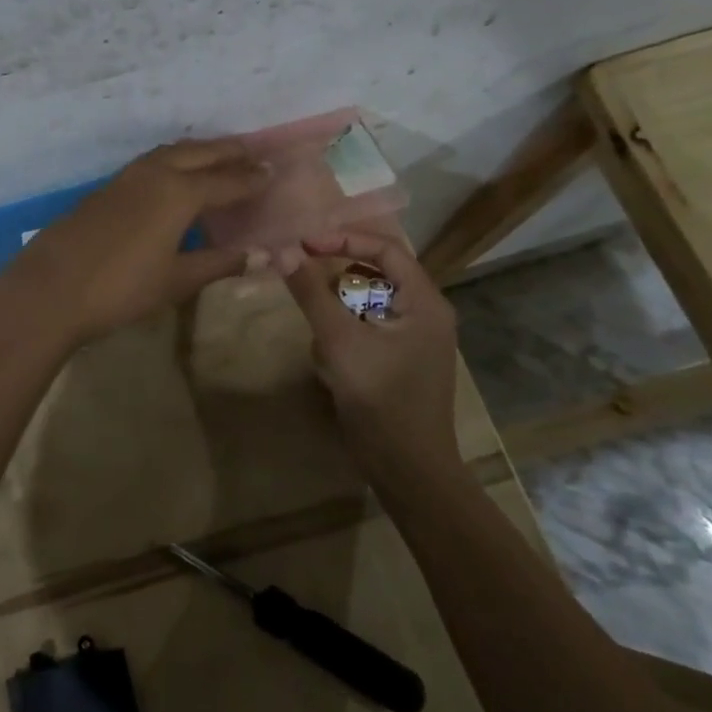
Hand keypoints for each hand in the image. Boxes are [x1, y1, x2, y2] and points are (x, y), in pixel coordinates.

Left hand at [3, 139, 269, 345]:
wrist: (51, 287)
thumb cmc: (122, 288)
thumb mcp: (177, 279)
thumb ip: (220, 263)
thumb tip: (265, 257)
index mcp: (180, 192)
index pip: (226, 180)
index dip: (252, 178)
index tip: (273, 171)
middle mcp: (156, 173)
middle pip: (201, 153)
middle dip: (229, 152)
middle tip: (253, 153)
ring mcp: (128, 177)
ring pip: (173, 151)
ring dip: (200, 150)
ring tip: (219, 157)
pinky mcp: (108, 186)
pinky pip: (152, 161)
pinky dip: (175, 159)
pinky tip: (175, 175)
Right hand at [282, 231, 461, 452]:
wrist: (409, 471)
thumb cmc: (381, 401)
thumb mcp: (340, 342)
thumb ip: (311, 293)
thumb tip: (284, 251)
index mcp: (425, 302)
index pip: (386, 249)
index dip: (343, 239)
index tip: (303, 244)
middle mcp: (427, 313)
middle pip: (378, 272)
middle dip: (338, 273)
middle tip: (300, 270)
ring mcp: (416, 339)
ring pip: (370, 301)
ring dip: (339, 306)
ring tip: (316, 325)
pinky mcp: (403, 360)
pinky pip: (370, 327)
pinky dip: (346, 331)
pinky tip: (328, 355)